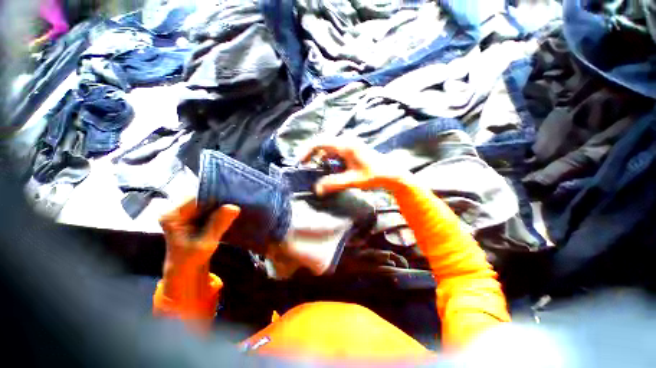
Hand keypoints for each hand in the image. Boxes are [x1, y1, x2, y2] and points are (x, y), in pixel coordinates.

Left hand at [159, 198, 239, 272]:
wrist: (184, 271)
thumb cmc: (190, 260)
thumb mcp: (206, 242)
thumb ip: (218, 224)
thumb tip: (234, 206)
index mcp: (172, 215)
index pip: (197, 198)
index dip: (215, 197)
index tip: (232, 199)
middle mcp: (176, 210)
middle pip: (201, 198)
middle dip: (219, 201)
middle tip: (236, 202)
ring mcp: (183, 213)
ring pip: (206, 202)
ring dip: (220, 205)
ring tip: (234, 206)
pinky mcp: (191, 217)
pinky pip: (207, 208)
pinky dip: (218, 210)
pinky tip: (228, 213)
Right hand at [301, 139, 409, 195]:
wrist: (390, 173)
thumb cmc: (374, 175)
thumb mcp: (353, 180)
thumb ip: (334, 184)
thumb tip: (316, 189)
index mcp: (346, 145)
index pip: (320, 143)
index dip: (307, 151)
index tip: (300, 162)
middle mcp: (345, 141)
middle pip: (322, 143)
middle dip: (311, 153)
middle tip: (304, 166)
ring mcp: (348, 144)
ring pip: (327, 147)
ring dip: (319, 156)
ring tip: (314, 168)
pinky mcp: (350, 148)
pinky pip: (334, 151)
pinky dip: (327, 158)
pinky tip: (328, 168)